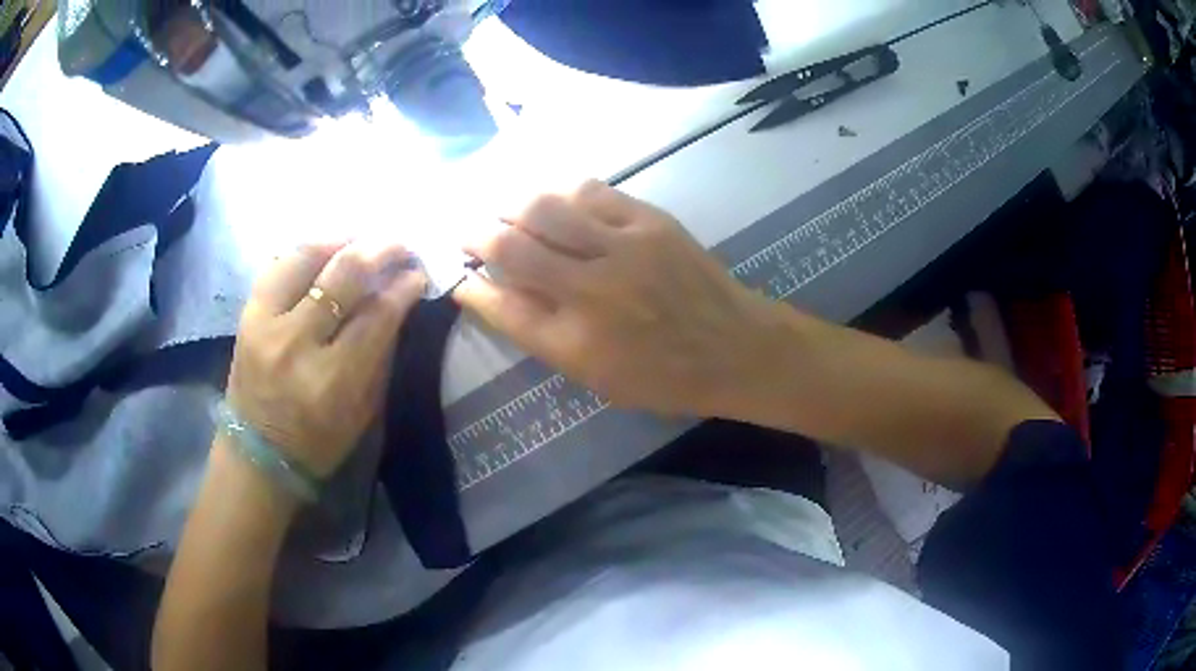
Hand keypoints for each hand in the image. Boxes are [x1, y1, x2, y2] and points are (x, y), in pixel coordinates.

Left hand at [227, 240, 426, 477]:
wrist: (257, 455)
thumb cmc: (318, 442)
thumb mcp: (363, 411)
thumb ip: (381, 354)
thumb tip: (399, 301)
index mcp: (332, 380)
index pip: (377, 315)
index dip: (403, 287)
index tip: (419, 273)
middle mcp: (296, 344)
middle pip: (343, 275)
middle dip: (380, 251)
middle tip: (400, 245)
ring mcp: (265, 324)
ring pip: (306, 257)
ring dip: (340, 241)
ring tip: (361, 240)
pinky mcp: (247, 314)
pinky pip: (278, 264)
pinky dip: (306, 252)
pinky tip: (324, 251)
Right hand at [455, 181, 779, 416]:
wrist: (737, 348)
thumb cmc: (665, 377)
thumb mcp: (597, 378)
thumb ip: (544, 336)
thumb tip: (498, 293)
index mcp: (575, 344)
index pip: (500, 304)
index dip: (469, 284)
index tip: (456, 272)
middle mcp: (590, 292)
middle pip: (511, 247)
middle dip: (475, 233)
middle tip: (466, 229)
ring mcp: (622, 249)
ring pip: (543, 208)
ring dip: (509, 204)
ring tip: (502, 208)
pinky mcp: (649, 221)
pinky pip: (589, 191)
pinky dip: (558, 192)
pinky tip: (550, 197)